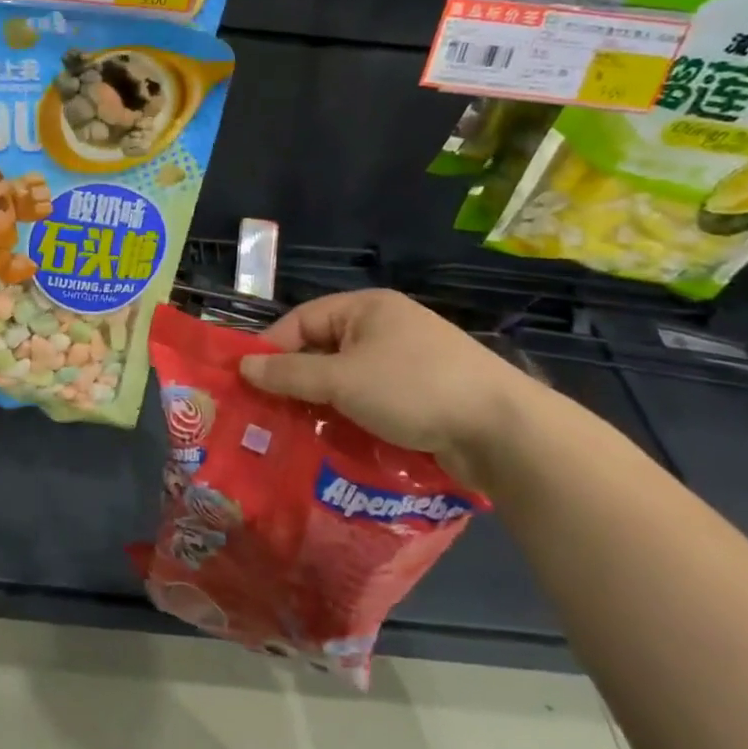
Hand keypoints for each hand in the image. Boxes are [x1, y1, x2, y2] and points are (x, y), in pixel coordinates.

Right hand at [239, 290, 533, 488]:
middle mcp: (385, 327)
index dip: (272, 348)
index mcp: (366, 308)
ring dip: (323, 403)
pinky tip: (335, 440)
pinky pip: (372, 400)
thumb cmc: (414, 388)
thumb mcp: (342, 380)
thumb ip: (290, 374)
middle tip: (267, 411)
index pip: (302, 320)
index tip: (248, 381)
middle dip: (296, 380)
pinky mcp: (424, 395)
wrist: (505, 432)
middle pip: (323, 349)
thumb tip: (243, 367)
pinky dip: (352, 416)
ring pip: (347, 379)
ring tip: (295, 431)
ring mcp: (408, 361)